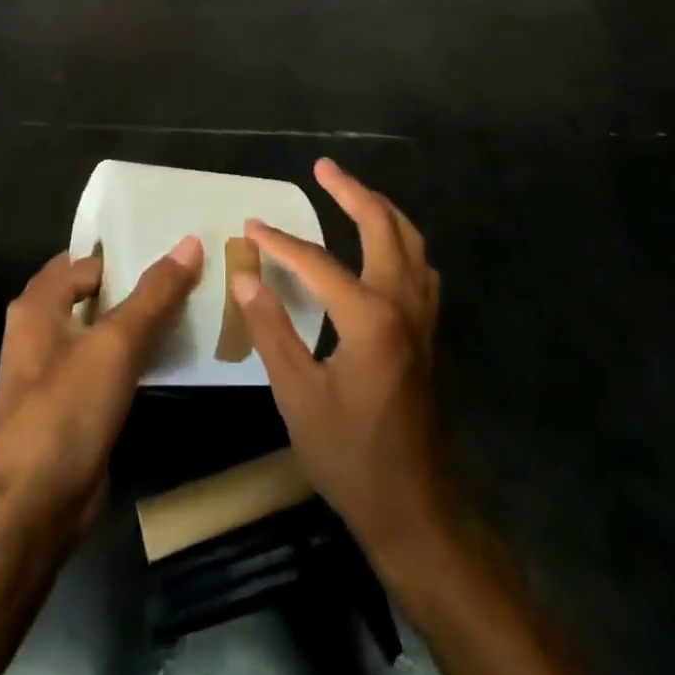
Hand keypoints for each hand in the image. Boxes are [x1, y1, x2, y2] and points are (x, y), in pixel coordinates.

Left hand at [0, 238, 202, 533]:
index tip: (173, 240)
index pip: (86, 260)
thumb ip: (154, 294)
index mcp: (39, 306)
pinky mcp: (76, 406)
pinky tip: (177, 351)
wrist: (33, 508)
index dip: (125, 249)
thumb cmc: (65, 411)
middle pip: (97, 294)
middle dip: (140, 283)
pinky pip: (112, 366)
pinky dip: (139, 356)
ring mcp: (58, 372)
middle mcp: (43, 331)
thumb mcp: (115, 344)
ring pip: (107, 331)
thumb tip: (190, 242)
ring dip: (143, 320)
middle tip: (194, 267)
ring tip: (196, 301)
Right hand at [234, 159, 445, 564]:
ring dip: (381, 210)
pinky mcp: (429, 332)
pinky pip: (420, 267)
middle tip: (323, 167)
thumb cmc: (351, 456)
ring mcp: (424, 316)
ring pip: (410, 241)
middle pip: (382, 226)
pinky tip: (384, 247)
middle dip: (351, 191)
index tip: (250, 227)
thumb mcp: (298, 397)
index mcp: (370, 317)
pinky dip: (400, 241)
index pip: (317, 262)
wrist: (417, 508)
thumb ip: (271, 331)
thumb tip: (245, 279)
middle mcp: (403, 303)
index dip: (280, 243)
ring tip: (351, 192)